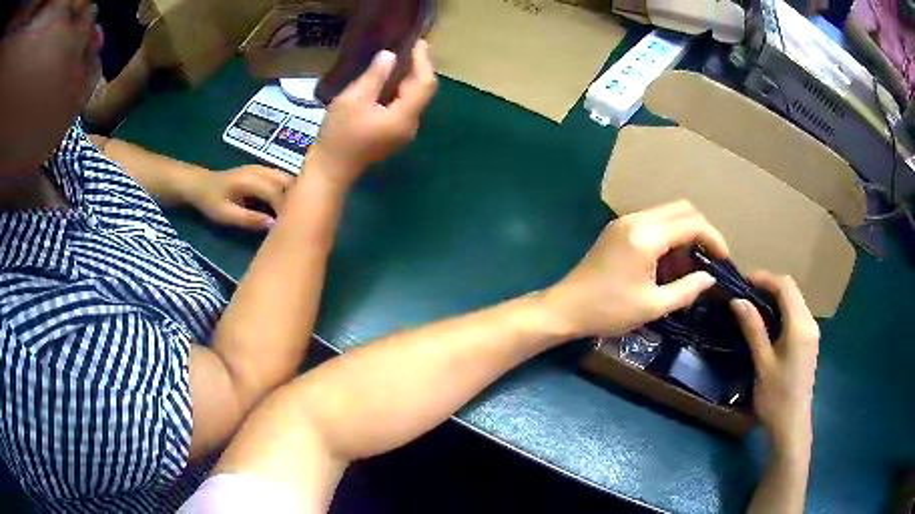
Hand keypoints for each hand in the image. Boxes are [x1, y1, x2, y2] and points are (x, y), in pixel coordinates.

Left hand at [188, 165, 293, 230]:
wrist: (201, 184)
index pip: (277, 192)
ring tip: (297, 215)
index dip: (287, 209)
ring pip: (288, 179)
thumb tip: (273, 226)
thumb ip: (249, 219)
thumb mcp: (226, 215)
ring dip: (295, 195)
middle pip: (288, 182)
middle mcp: (260, 170)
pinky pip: (283, 179)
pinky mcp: (264, 171)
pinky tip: (289, 206)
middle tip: (299, 222)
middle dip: (297, 200)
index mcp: (251, 180)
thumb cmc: (211, 201)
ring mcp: (263, 168)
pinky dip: (289, 191)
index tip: (293, 228)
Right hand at [310, 40, 437, 186]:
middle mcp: (410, 125)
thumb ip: (375, 76)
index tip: (417, 42)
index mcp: (404, 116)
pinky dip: (398, 91)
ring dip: (407, 79)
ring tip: (397, 59)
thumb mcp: (353, 100)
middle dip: (417, 68)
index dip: (423, 61)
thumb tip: (390, 56)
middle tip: (407, 47)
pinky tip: (386, 81)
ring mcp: (402, 133)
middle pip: (421, 92)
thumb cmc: (339, 135)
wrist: (330, 171)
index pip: (425, 84)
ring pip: (412, 100)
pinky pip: (402, 108)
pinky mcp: (391, 135)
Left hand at [542, 201, 728, 338]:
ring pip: (667, 214)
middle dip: (701, 231)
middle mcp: (637, 219)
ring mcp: (624, 222)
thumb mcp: (653, 306)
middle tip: (710, 258)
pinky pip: (653, 222)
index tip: (724, 259)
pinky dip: (668, 236)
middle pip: (681, 209)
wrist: (565, 308)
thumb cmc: (609, 310)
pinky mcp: (618, 229)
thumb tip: (709, 277)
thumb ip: (687, 289)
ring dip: (684, 233)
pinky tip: (669, 263)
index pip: (692, 223)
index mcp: (647, 236)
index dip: (713, 238)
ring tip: (690, 266)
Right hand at [731, 273, 819, 457]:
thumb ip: (753, 329)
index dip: (765, 278)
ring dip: (776, 296)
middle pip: (792, 290)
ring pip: (795, 301)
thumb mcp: (762, 363)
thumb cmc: (776, 397)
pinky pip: (797, 314)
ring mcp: (812, 332)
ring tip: (753, 304)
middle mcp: (810, 322)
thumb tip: (738, 300)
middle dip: (769, 285)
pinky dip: (782, 309)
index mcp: (800, 326)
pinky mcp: (809, 341)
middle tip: (745, 292)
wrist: (791, 425)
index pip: (785, 286)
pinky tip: (769, 321)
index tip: (743, 281)